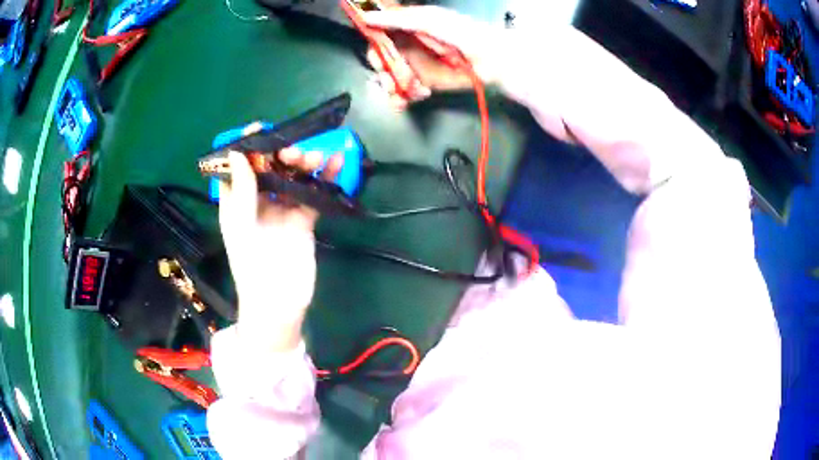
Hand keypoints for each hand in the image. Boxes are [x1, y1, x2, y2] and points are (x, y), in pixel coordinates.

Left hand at [218, 148, 342, 351]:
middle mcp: (258, 203)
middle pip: (269, 168)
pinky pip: (313, 194)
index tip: (259, 128)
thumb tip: (238, 154)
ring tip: (314, 157)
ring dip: (303, 164)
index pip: (238, 169)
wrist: (279, 303)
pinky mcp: (304, 219)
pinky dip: (324, 179)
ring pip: (292, 178)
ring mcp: (283, 210)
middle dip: (280, 155)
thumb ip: (242, 191)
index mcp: (237, 204)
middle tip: (292, 151)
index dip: (246, 148)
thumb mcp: (242, 227)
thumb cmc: (252, 267)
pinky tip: (335, 164)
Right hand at [362, 6, 504, 108]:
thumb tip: (365, 17)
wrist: (491, 60)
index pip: (377, 36)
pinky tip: (417, 95)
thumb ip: (398, 19)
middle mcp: (406, 46)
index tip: (377, 55)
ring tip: (412, 90)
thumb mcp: (429, 20)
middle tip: (393, 78)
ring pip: (389, 78)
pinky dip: (403, 98)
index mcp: (405, 27)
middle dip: (383, 71)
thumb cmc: (462, 33)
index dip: (373, 46)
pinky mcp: (423, 83)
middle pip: (379, 60)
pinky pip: (403, 92)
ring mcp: (414, 66)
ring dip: (393, 87)